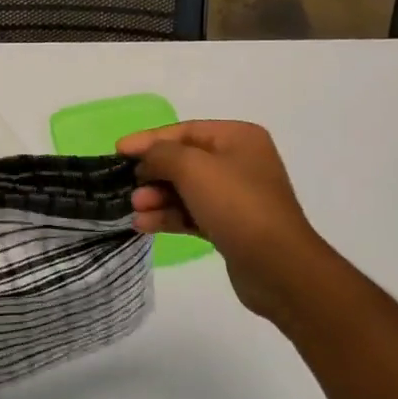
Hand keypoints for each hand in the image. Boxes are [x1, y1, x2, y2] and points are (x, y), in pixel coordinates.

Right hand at [118, 121, 337, 328]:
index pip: (184, 131)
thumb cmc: (237, 205)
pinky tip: (144, 225)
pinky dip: (169, 217)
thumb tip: (146, 159)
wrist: (279, 268)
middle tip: (127, 186)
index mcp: (238, 138)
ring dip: (157, 197)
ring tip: (135, 209)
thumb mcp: (193, 168)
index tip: (118, 150)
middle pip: (184, 160)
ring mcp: (236, 196)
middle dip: (153, 173)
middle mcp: (239, 162)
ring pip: (186, 190)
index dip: (149, 139)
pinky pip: (192, 214)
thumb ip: (162, 154)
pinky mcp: (230, 227)